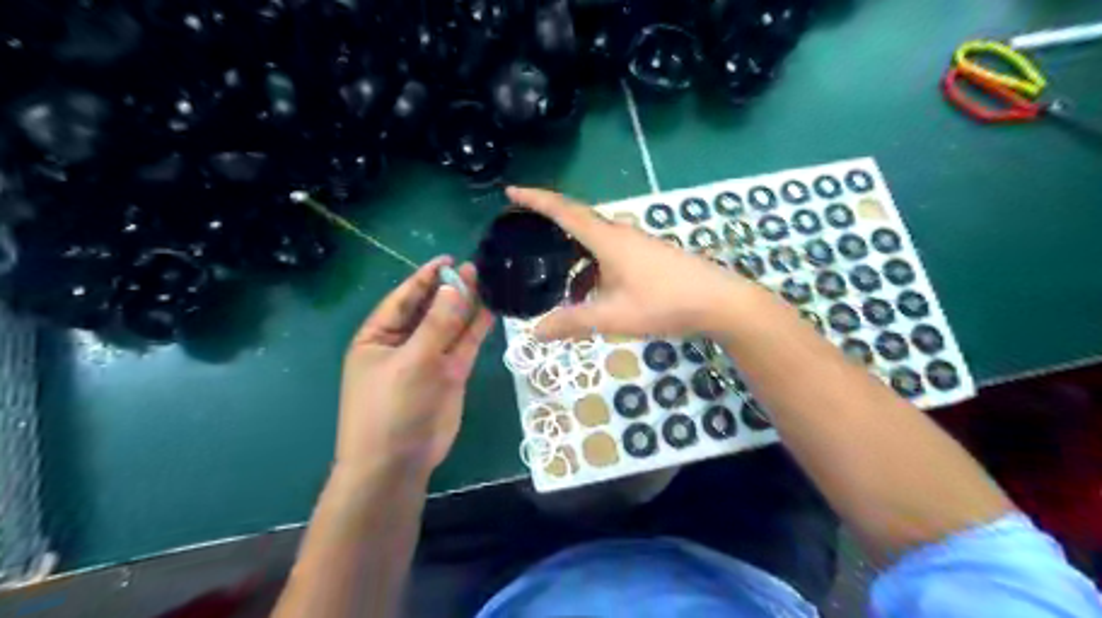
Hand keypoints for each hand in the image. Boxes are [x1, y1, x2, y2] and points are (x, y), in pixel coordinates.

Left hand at [333, 255, 492, 482]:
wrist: (398, 462)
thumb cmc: (391, 407)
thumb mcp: (412, 361)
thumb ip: (437, 323)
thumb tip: (456, 285)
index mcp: (378, 336)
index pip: (403, 298)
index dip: (425, 277)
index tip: (448, 259)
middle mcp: (403, 343)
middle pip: (429, 308)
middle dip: (449, 289)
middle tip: (475, 267)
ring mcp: (429, 359)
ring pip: (450, 325)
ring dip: (466, 305)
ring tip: (487, 280)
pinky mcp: (451, 374)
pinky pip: (464, 344)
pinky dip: (476, 328)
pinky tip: (491, 308)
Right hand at [505, 186, 758, 343]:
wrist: (719, 301)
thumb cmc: (664, 302)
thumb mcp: (613, 316)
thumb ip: (572, 323)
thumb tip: (535, 332)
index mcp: (607, 239)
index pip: (563, 211)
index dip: (535, 200)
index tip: (511, 192)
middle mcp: (620, 234)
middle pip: (578, 223)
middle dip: (551, 230)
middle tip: (528, 242)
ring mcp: (637, 244)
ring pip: (595, 245)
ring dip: (575, 261)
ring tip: (561, 286)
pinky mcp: (649, 256)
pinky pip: (611, 255)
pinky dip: (594, 270)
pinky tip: (594, 296)